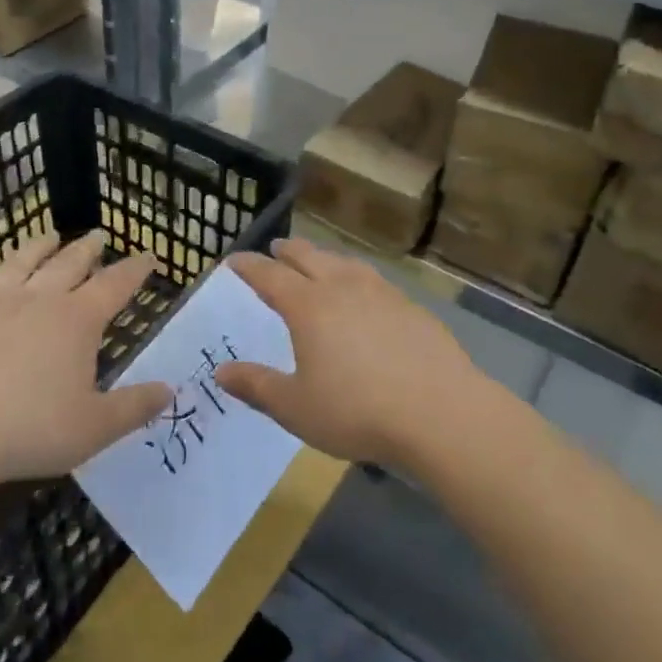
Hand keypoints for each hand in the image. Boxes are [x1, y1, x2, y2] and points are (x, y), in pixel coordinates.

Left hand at [0, 231, 172, 490]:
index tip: (148, 256)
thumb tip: (170, 389)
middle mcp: (42, 297)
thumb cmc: (31, 430)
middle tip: (100, 236)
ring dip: (44, 245)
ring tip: (52, 236)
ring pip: (27, 259)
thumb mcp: (95, 428)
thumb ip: (135, 406)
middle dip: (90, 248)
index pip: (115, 283)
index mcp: (78, 319)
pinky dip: (3, 268)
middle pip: (71, 261)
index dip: (135, 269)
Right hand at [216, 238, 484, 469]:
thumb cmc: (357, 410)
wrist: (440, 412)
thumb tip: (221, 372)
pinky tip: (365, 295)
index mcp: (308, 306)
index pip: (269, 275)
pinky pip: (374, 280)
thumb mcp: (296, 407)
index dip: (249, 266)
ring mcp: (381, 293)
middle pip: (309, 257)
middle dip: (287, 251)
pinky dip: (357, 278)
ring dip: (324, 258)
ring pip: (345, 263)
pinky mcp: (411, 307)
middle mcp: (342, 287)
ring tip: (319, 263)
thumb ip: (256, 386)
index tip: (234, 260)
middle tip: (274, 249)